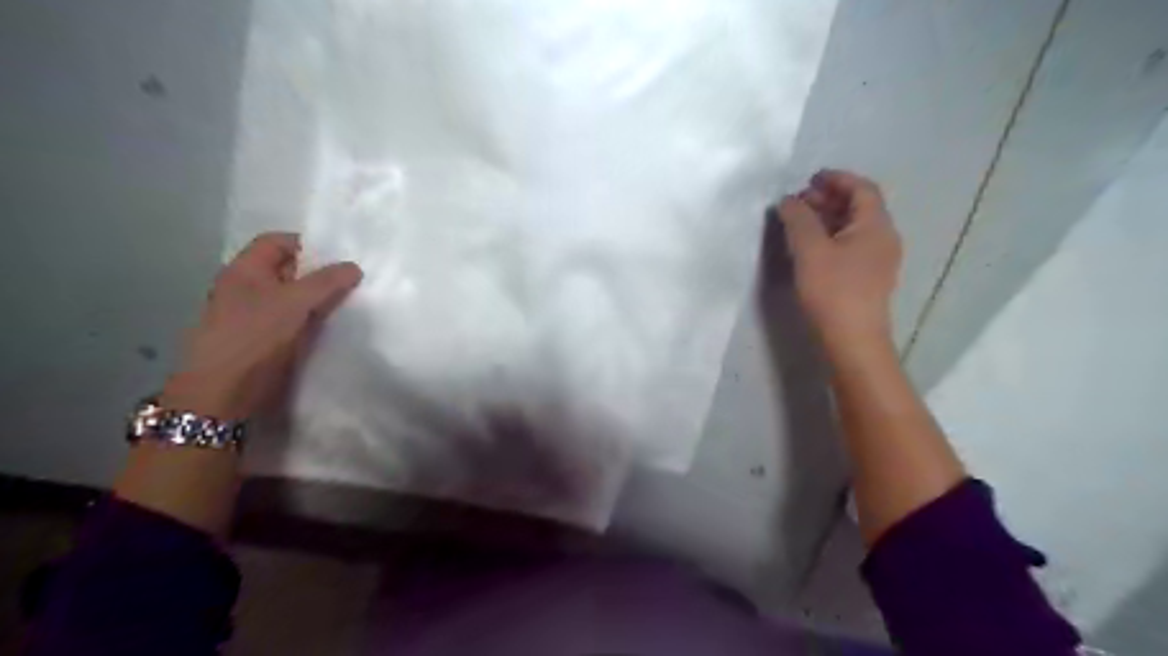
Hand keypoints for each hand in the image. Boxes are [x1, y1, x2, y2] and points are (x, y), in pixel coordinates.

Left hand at [158, 233, 360, 419]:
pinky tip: (335, 325)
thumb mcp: (294, 302)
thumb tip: (354, 266)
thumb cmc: (254, 336)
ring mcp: (255, 315)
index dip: (307, 244)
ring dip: (319, 298)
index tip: (339, 257)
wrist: (224, 391)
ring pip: (293, 297)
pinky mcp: (265, 339)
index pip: (277, 242)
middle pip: (288, 269)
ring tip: (350, 301)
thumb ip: (327, 282)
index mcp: (244, 270)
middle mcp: (247, 287)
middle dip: (319, 273)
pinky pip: (295, 320)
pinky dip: (313, 319)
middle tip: (352, 279)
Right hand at [774, 169, 901, 346]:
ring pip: (854, 227)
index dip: (836, 179)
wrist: (852, 339)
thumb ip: (798, 219)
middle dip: (829, 198)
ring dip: (828, 218)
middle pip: (859, 207)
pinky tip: (812, 247)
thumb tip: (789, 200)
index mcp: (876, 225)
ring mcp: (878, 260)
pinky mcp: (868, 278)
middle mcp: (884, 238)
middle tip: (799, 201)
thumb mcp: (810, 250)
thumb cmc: (833, 290)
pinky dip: (832, 237)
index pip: (862, 188)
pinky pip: (852, 246)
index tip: (810, 178)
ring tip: (800, 222)